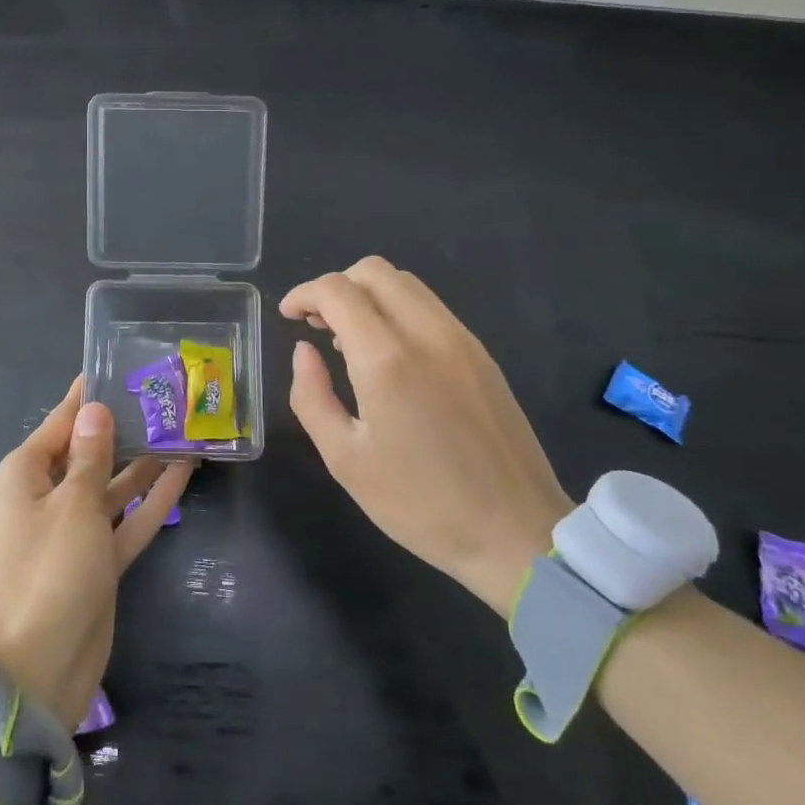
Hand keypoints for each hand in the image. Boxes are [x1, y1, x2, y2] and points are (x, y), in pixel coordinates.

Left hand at [0, 378, 192, 727]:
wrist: (41, 667)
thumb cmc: (50, 570)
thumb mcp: (73, 504)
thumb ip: (91, 455)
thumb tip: (95, 409)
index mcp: (23, 476)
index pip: (60, 424)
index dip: (87, 398)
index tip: (116, 368)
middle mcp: (45, 498)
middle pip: (88, 452)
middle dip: (124, 429)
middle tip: (164, 398)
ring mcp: (73, 531)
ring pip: (112, 485)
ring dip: (144, 462)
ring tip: (183, 429)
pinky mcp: (97, 559)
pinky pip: (126, 518)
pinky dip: (151, 499)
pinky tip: (185, 472)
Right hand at [281, 257, 574, 618]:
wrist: (516, 532)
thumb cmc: (420, 504)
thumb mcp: (346, 459)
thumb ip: (312, 396)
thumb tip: (305, 351)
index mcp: (387, 358)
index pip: (337, 290)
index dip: (304, 294)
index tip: (288, 318)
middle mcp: (427, 333)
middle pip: (373, 271)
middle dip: (336, 286)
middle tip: (317, 325)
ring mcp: (461, 340)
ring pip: (406, 284)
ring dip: (368, 295)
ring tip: (349, 339)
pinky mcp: (482, 355)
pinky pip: (431, 308)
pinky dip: (398, 310)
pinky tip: (390, 355)